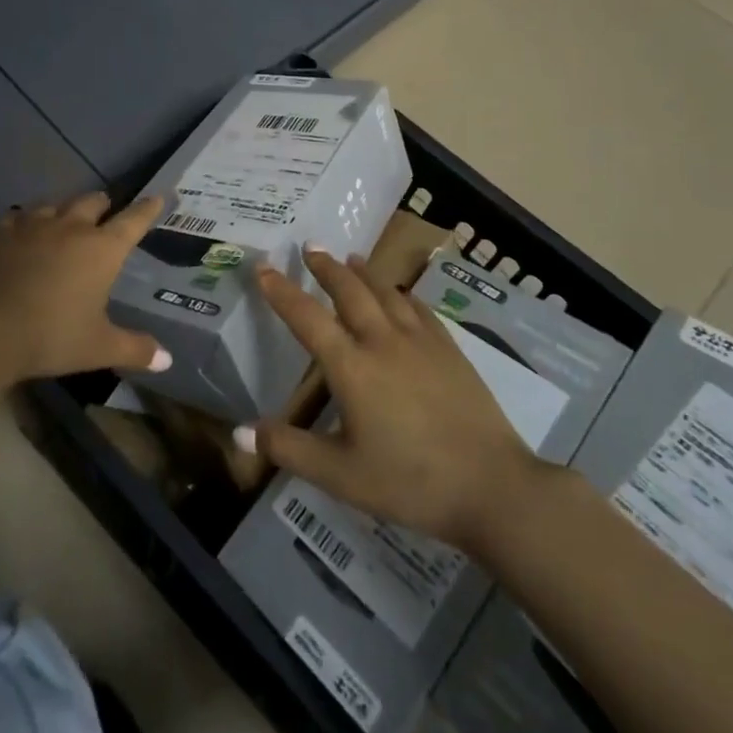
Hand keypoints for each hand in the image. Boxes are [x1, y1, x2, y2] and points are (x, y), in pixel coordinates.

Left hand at [0, 191, 169, 380]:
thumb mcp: (98, 348)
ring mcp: (33, 226)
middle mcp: (71, 228)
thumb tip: (167, 359)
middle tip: (106, 210)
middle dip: (103, 204)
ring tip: (64, 218)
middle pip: (92, 202)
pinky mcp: (0, 232)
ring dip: (64, 209)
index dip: (147, 209)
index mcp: (102, 250)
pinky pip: (18, 217)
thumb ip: (134, 349)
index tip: (157, 197)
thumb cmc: (51, 335)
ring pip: (55, 204)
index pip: (133, 221)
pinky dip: (25, 221)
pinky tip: (21, 229)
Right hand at [239, 250, 540, 551]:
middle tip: (311, 247)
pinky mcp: (450, 349)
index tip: (264, 267)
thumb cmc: (409, 483)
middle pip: (349, 290)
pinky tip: (401, 294)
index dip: (281, 291)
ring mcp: (421, 341)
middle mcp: (383, 341)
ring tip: (351, 258)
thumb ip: (289, 449)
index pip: (307, 318)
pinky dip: (402, 294)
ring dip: (364, 272)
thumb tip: (240, 432)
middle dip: (326, 267)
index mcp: (352, 367)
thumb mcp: (340, 476)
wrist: (492, 486)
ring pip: (386, 292)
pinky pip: (419, 308)